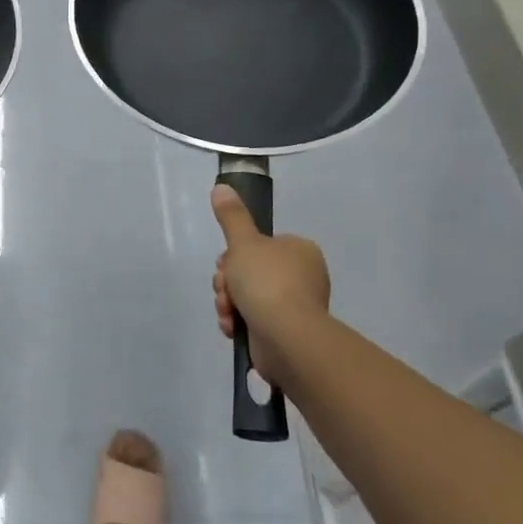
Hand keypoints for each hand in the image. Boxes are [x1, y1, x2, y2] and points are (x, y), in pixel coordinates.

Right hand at [210, 185, 332, 389]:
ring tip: (228, 312)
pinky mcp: (286, 331)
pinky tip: (233, 327)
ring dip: (229, 302)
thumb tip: (221, 186)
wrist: (287, 337)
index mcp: (298, 250)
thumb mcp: (243, 243)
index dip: (233, 255)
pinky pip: (254, 319)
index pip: (257, 246)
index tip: (225, 265)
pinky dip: (239, 322)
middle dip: (229, 282)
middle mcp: (301, 275)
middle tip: (225, 289)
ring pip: (248, 296)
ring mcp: (295, 305)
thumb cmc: (267, 282)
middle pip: (249, 271)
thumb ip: (231, 216)